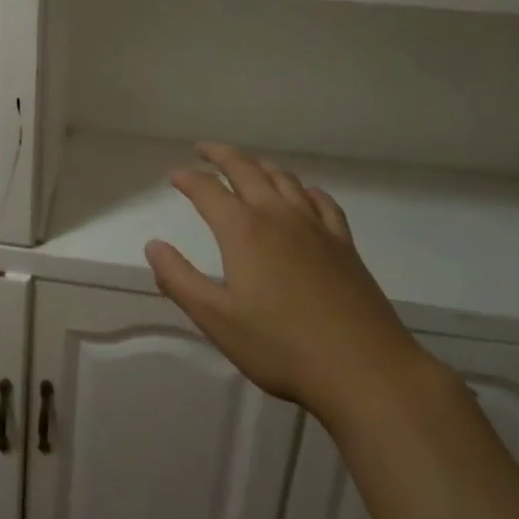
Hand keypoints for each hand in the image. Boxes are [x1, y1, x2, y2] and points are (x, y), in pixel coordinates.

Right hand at [144, 142, 429, 429]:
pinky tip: (302, 194)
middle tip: (203, 148)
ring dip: (259, 165)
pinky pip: (322, 200)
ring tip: (246, 165)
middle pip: (246, 169)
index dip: (187, 178)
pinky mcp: (344, 244)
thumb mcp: (216, 319)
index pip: (207, 190)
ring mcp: (316, 226)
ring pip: (284, 178)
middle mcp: (278, 215)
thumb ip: (178, 279)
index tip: (172, 174)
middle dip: (221, 154)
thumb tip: (154, 245)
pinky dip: (303, 188)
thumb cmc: (281, 347)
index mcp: (243, 230)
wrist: (364, 370)